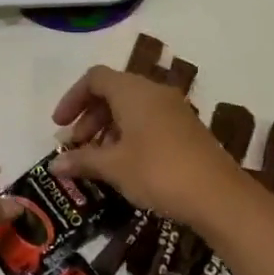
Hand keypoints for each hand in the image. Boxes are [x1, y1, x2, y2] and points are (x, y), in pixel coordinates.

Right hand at [50, 66, 252, 225]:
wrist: (219, 196)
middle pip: (112, 91)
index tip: (59, 126)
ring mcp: (173, 109)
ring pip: (131, 107)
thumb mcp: (114, 167)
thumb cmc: (158, 172)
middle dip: (89, 117)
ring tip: (97, 159)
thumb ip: (82, 160)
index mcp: (133, 92)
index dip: (72, 98)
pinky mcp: (186, 128)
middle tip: (76, 146)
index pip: (95, 78)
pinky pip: (148, 120)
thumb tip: (54, 165)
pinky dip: (129, 134)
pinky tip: (124, 164)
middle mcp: (154, 92)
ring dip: (108, 128)